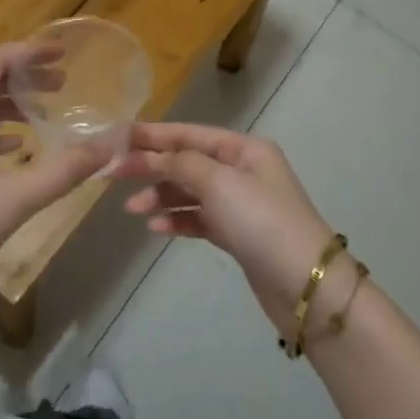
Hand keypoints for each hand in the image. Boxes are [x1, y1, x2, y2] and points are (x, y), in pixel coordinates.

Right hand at [115, 122, 337, 331]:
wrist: (305, 284)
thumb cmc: (262, 221)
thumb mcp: (220, 183)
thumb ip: (182, 163)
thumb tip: (154, 155)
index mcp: (244, 149)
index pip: (190, 134)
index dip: (154, 135)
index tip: (119, 138)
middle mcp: (243, 170)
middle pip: (188, 162)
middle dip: (153, 167)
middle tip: (113, 175)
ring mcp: (241, 204)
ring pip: (191, 192)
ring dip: (161, 197)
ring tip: (133, 210)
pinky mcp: (238, 234)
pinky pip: (199, 219)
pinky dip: (178, 220)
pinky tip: (156, 227)